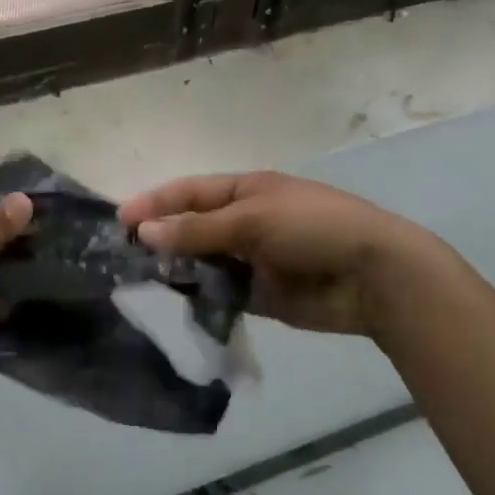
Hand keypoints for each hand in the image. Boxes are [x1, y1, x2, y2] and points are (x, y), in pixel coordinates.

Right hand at [120, 172, 435, 336]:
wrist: (375, 276)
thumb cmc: (314, 227)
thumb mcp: (252, 220)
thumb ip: (197, 229)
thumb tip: (143, 231)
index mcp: (245, 191)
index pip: (189, 192)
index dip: (154, 203)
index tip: (119, 220)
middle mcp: (244, 222)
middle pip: (192, 228)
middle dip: (161, 239)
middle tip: (123, 258)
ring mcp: (251, 259)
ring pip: (202, 262)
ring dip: (177, 270)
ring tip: (142, 283)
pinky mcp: (260, 294)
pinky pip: (220, 293)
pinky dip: (200, 297)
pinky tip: (178, 303)